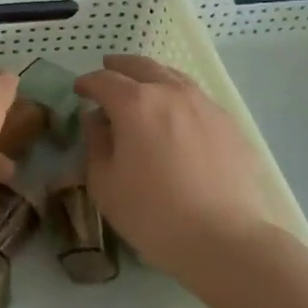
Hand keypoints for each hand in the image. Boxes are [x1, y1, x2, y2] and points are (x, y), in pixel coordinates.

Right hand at [76, 55, 274, 277]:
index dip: (87, 83)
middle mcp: (170, 92)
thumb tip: (96, 120)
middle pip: (140, 66)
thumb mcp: (106, 185)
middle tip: (108, 72)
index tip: (79, 91)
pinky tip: (177, 115)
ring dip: (151, 75)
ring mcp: (204, 104)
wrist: (226, 240)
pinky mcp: (229, 123)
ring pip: (172, 76)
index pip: (103, 80)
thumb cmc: (154, 215)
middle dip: (119, 67)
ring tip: (143, 85)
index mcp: (134, 103)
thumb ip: (96, 144)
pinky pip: (196, 97)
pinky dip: (178, 96)